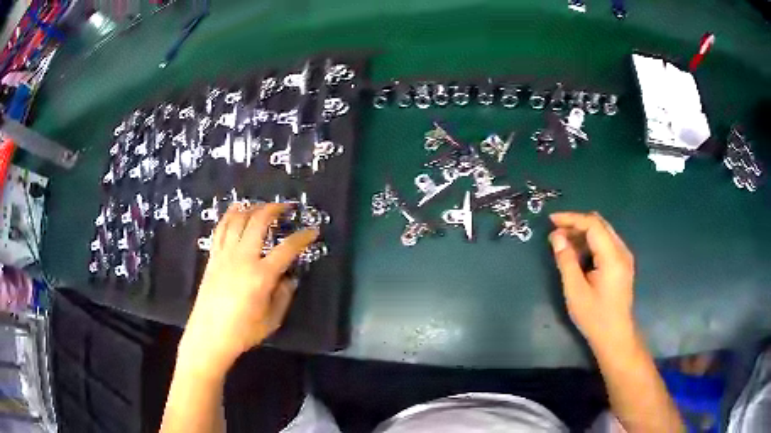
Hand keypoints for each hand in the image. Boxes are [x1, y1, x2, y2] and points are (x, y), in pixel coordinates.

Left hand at [178, 203, 318, 376]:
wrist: (209, 336)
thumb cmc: (243, 332)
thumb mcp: (272, 320)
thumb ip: (283, 296)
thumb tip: (288, 278)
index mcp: (261, 276)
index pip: (287, 249)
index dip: (302, 237)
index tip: (312, 231)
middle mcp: (242, 258)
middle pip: (258, 222)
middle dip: (274, 209)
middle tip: (285, 207)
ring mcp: (225, 255)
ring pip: (237, 220)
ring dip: (251, 208)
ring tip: (261, 206)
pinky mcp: (213, 258)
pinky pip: (220, 229)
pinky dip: (229, 216)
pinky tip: (235, 211)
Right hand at [548, 212, 636, 350]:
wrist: (615, 337)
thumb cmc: (595, 317)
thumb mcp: (575, 291)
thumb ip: (566, 261)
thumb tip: (556, 237)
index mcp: (612, 257)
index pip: (593, 224)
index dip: (571, 218)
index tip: (551, 221)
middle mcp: (622, 251)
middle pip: (599, 224)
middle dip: (576, 224)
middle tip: (556, 234)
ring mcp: (624, 257)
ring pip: (603, 233)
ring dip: (583, 234)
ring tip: (563, 245)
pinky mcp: (622, 264)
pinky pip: (606, 243)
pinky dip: (590, 243)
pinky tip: (578, 255)